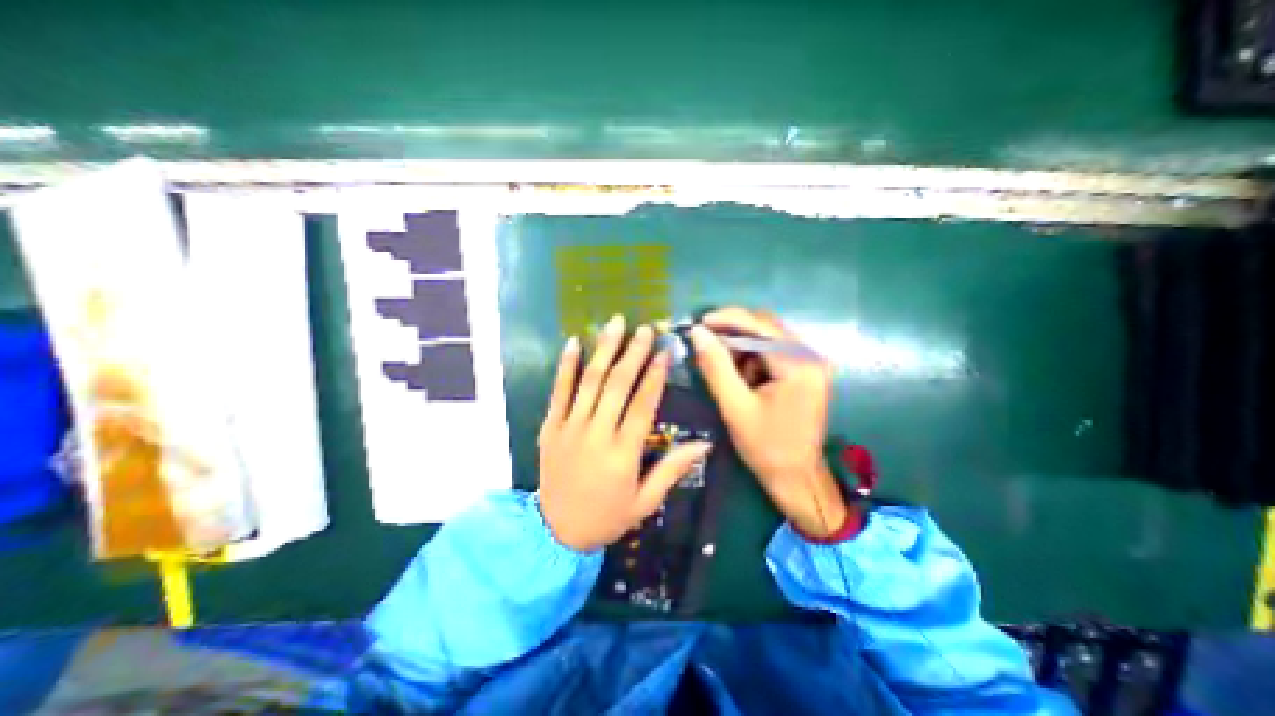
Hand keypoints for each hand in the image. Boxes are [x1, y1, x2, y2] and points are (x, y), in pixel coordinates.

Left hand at [537, 314, 715, 552]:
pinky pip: (558, 391)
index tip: (664, 351)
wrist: (555, 532)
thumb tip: (704, 444)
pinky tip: (573, 342)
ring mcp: (569, 427)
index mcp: (623, 453)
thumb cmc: (607, 517)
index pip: (642, 404)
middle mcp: (596, 433)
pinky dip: (565, 365)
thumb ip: (672, 470)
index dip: (655, 375)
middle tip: (645, 329)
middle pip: (617, 384)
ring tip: (615, 324)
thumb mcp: (645, 502)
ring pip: (589, 381)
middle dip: (633, 353)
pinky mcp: (550, 426)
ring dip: (603, 349)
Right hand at [687, 306, 845, 537]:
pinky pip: (773, 352)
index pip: (760, 326)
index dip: (727, 319)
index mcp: (799, 364)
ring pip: (767, 338)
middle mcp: (810, 356)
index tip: (699, 323)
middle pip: (766, 327)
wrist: (796, 477)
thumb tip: (697, 333)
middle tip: (704, 341)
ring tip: (722, 366)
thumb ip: (715, 366)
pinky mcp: (805, 371)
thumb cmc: (766, 447)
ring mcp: (810, 363)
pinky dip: (752, 358)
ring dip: (742, 347)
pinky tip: (741, 376)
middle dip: (733, 332)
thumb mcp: (735, 406)